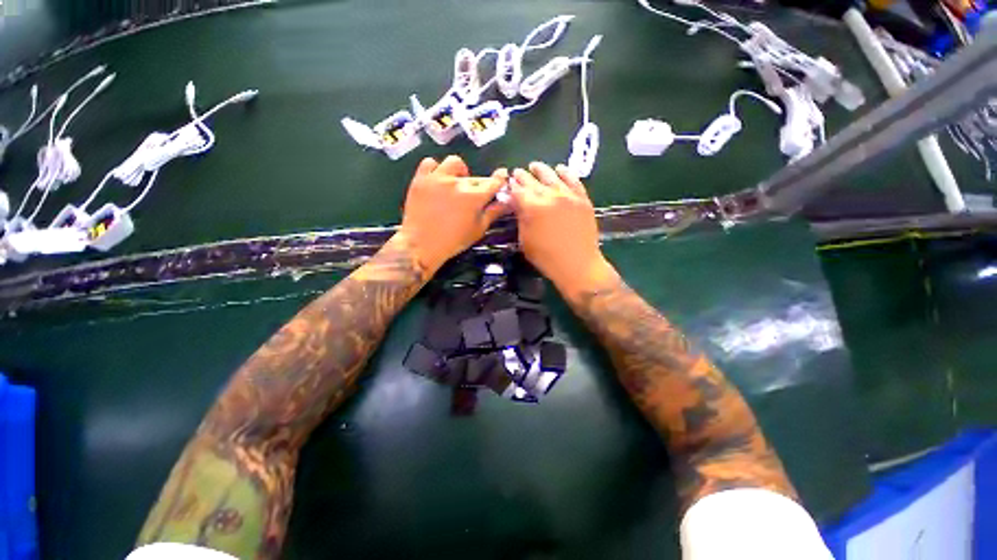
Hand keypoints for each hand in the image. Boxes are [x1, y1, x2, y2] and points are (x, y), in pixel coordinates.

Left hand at [396, 155, 509, 273]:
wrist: (421, 245)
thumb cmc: (453, 241)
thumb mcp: (478, 229)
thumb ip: (494, 212)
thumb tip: (508, 201)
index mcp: (474, 196)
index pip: (494, 181)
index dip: (500, 178)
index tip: (502, 175)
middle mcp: (458, 182)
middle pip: (475, 177)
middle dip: (479, 186)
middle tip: (473, 199)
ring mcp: (438, 178)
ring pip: (454, 163)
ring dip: (460, 172)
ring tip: (456, 183)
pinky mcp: (421, 179)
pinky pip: (430, 163)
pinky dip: (436, 169)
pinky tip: (438, 180)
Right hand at [509, 162, 615, 299]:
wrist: (578, 264)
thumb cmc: (546, 258)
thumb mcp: (525, 241)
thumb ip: (520, 218)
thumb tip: (516, 204)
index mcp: (532, 207)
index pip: (517, 190)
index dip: (511, 186)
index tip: (508, 183)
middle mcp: (549, 195)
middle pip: (532, 180)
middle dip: (522, 176)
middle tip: (517, 173)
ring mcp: (568, 195)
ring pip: (552, 176)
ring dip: (541, 170)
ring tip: (535, 166)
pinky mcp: (582, 198)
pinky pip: (573, 180)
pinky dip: (565, 172)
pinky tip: (560, 169)